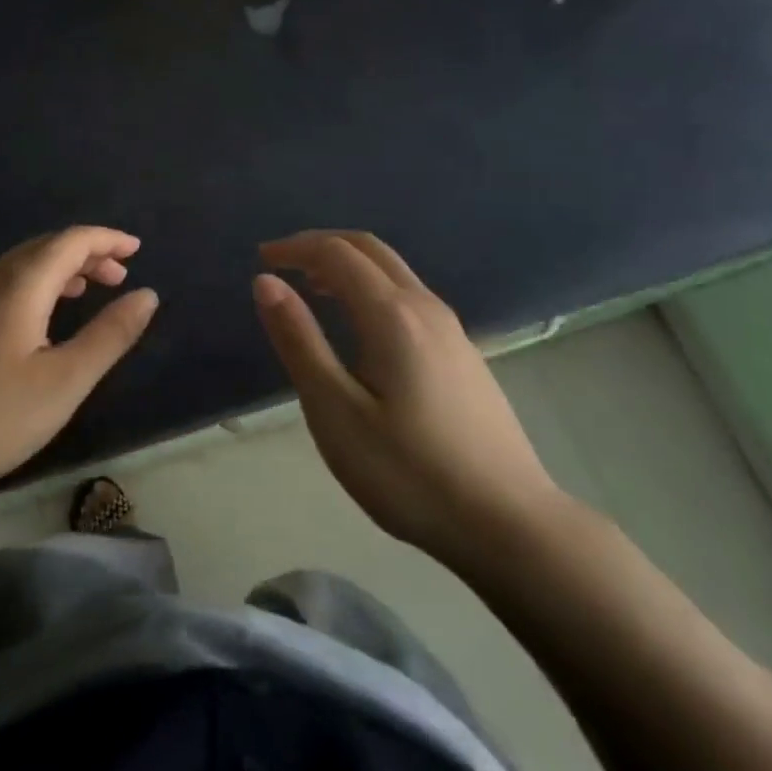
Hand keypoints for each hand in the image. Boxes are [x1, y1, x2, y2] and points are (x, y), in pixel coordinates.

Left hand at [0, 227, 158, 517]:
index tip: (136, 249)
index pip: (70, 241)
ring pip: (19, 266)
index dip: (106, 240)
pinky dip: (32, 286)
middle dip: (85, 254)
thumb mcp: (64, 381)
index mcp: (19, 285)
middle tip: (118, 276)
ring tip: (85, 292)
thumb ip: (109, 335)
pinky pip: (0, 285)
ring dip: (58, 270)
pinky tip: (36, 320)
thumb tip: (146, 294)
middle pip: (44, 248)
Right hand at [254, 231, 566, 573]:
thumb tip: (267, 282)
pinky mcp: (463, 354)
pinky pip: (408, 296)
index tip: (261, 259)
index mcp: (392, 315)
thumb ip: (300, 341)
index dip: (295, 248)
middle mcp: (425, 307)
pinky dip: (371, 287)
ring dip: (348, 265)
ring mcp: (452, 330)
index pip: (336, 253)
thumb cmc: (409, 472)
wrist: (510, 525)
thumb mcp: (336, 411)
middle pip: (369, 248)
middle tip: (282, 262)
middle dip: (321, 245)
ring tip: (312, 290)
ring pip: (394, 271)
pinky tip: (360, 327)